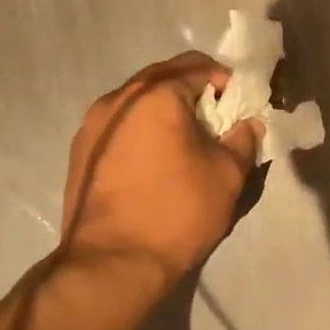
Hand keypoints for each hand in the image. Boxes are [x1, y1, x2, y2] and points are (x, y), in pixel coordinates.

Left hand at [60, 54, 258, 293]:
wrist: (112, 263)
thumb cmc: (177, 211)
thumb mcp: (227, 174)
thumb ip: (243, 139)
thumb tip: (248, 124)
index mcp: (156, 94)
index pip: (198, 66)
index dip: (226, 82)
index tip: (239, 107)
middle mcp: (119, 98)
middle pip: (164, 77)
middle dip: (194, 90)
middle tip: (217, 119)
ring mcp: (93, 124)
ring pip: (138, 101)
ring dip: (166, 109)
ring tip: (187, 140)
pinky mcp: (81, 151)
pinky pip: (121, 125)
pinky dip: (143, 129)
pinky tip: (157, 159)